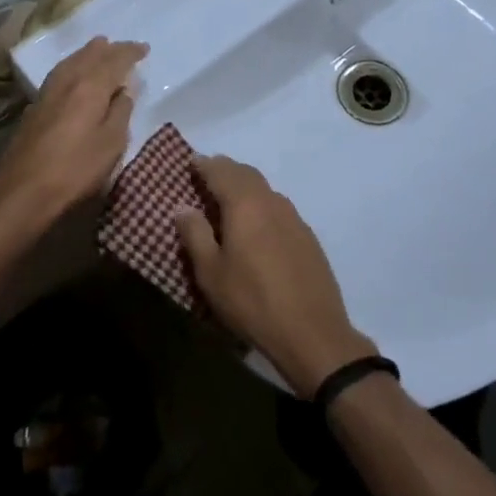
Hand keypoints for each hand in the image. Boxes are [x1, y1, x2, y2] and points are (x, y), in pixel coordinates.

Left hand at [0, 37, 146, 238]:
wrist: (22, 192)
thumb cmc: (75, 170)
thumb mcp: (111, 144)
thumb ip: (121, 112)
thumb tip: (125, 90)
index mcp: (91, 85)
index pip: (115, 59)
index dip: (131, 52)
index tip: (144, 49)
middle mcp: (68, 80)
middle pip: (90, 54)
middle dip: (109, 49)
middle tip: (123, 48)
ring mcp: (47, 92)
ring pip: (71, 61)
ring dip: (88, 54)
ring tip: (99, 51)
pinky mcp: (35, 107)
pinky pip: (60, 74)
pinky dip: (74, 67)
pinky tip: (74, 76)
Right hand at [174, 157, 376, 395]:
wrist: (312, 333)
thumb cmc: (252, 302)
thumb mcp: (211, 273)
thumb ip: (195, 235)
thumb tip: (183, 207)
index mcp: (245, 204)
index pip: (221, 171)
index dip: (204, 165)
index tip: (191, 162)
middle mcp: (271, 201)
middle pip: (245, 173)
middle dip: (225, 170)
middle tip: (208, 175)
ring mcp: (294, 217)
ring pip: (264, 189)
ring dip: (245, 186)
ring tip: (229, 199)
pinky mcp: (307, 236)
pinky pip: (278, 208)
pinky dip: (262, 204)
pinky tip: (257, 225)